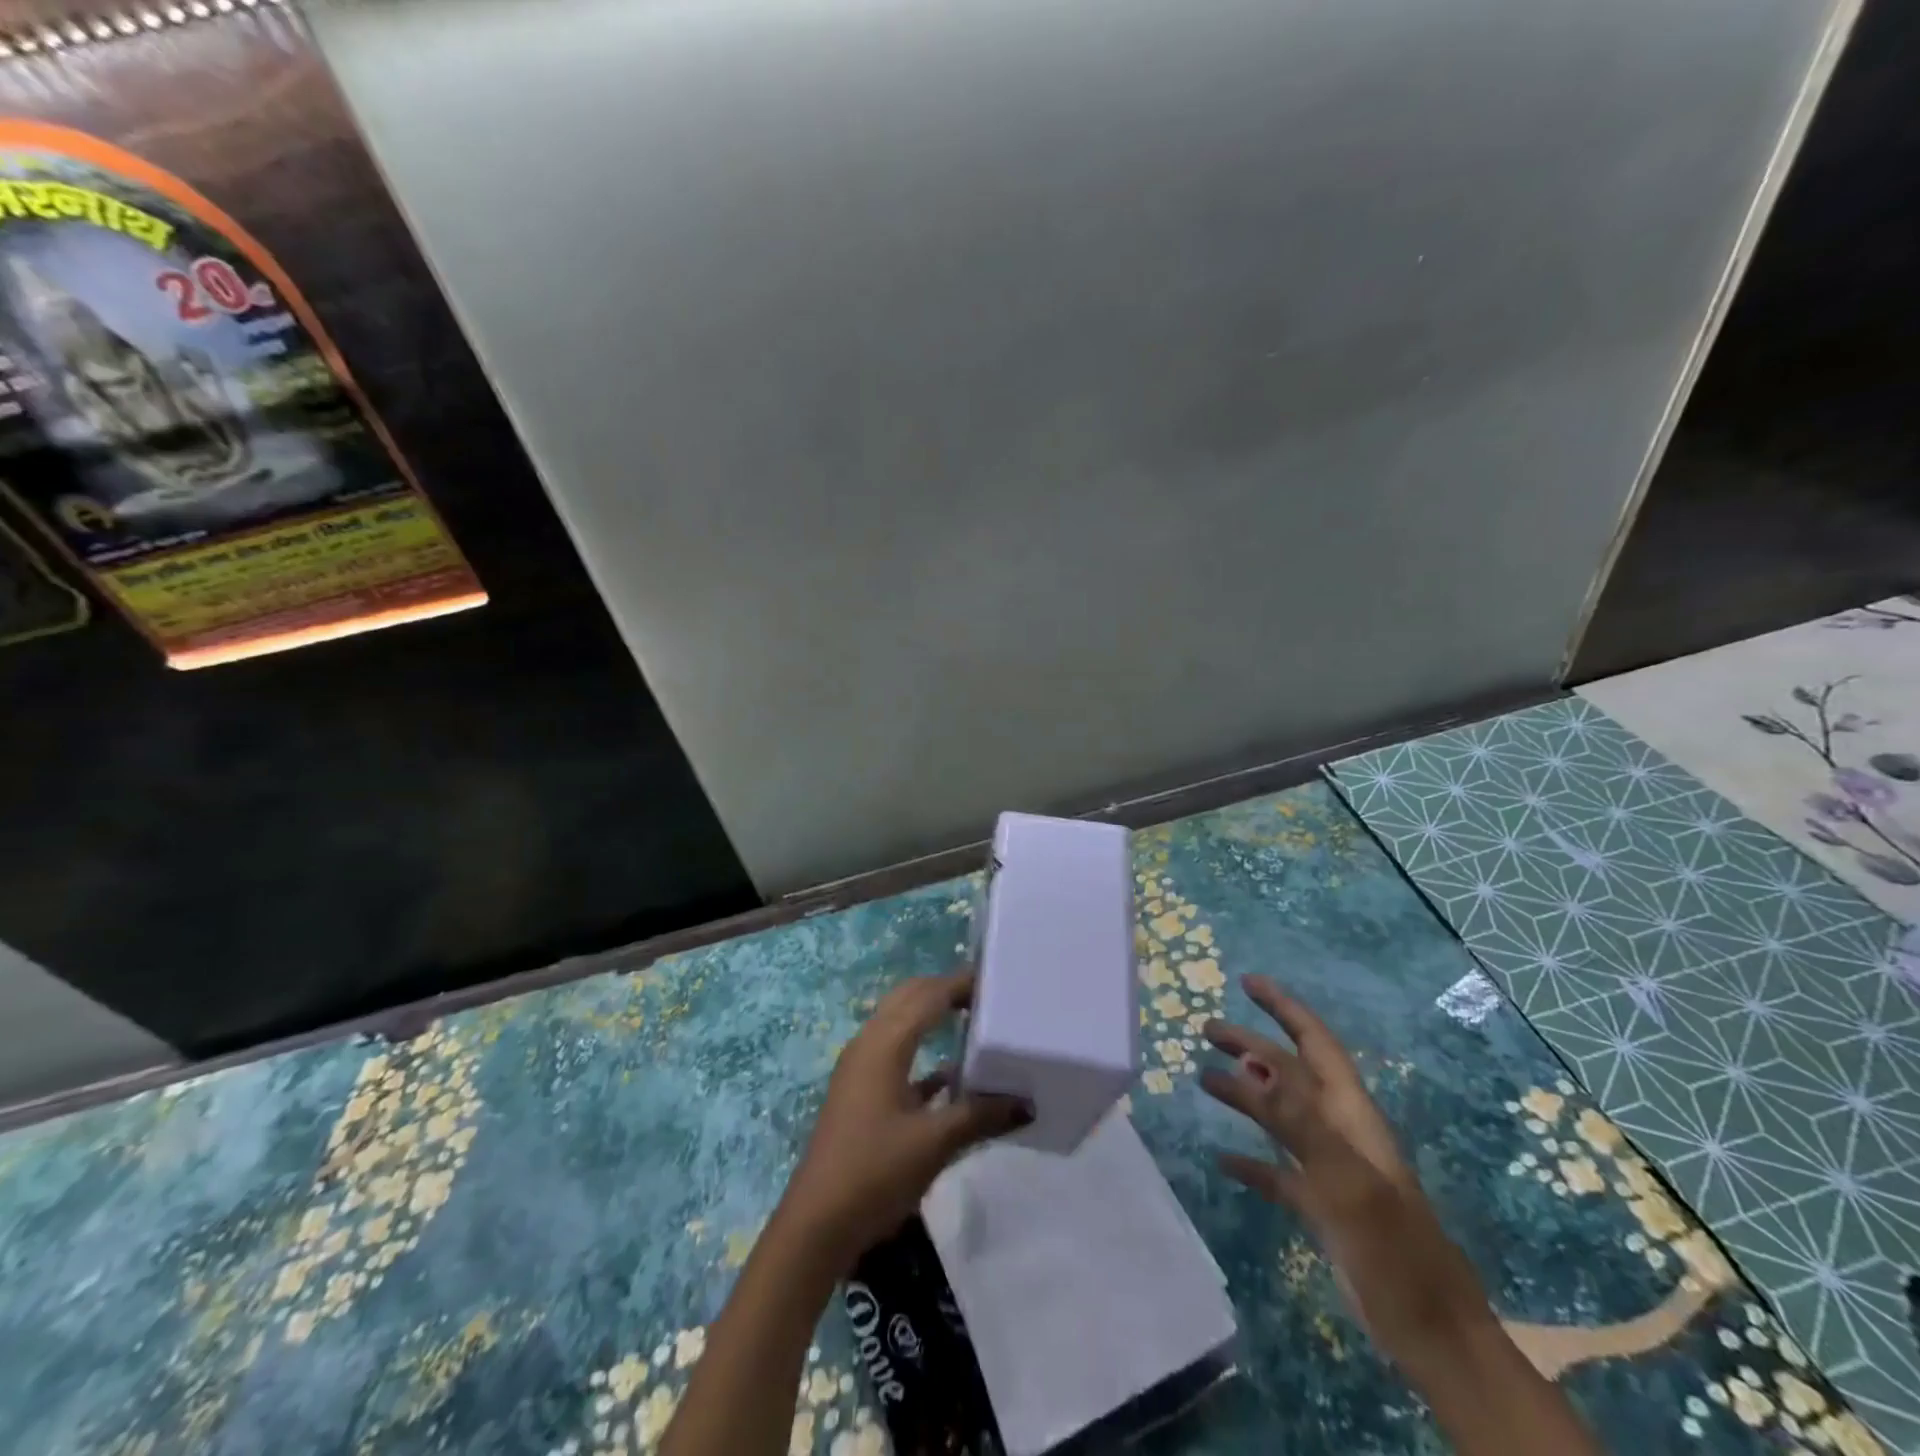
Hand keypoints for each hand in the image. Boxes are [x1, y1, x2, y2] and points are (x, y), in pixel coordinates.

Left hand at [778, 970, 1029, 1271]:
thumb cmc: (875, 1171)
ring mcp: (861, 1069)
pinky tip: (953, 1074)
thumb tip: (1027, 1103)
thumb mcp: (934, 1143)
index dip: (960, 983)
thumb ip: (981, 1116)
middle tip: (988, 995)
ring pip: (901, 1024)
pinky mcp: (861, 1093)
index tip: (997, 979)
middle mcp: (869, 1044)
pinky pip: (897, 1055)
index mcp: (884, 1044)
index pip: (928, 995)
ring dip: (933, 1016)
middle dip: (945, 990)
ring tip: (975, 1020)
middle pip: (910, 999)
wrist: (818, 1224)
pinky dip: (924, 1053)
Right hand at [1201, 974, 1494, 1374]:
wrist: (1435, 1338)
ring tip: (1202, 1078)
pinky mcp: (1323, 1208)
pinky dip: (1250, 1160)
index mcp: (1352, 1116)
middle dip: (1251, 1044)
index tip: (1247, 982)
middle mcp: (1340, 1132)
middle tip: (1206, 1028)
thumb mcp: (1345, 1182)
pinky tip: (1222, 1160)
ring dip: (1244, 1094)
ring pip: (1280, 1116)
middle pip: (1290, 1073)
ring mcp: (1331, 1170)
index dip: (1284, 1009)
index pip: (1314, 1044)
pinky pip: (1278, 1171)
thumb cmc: (1394, 1253)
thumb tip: (1251, 1064)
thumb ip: (1298, 1120)